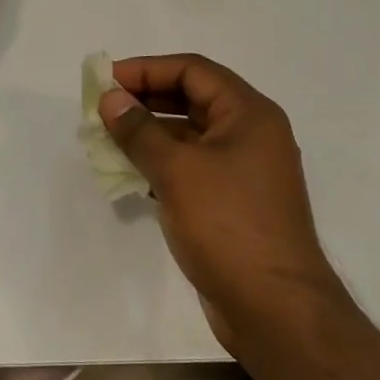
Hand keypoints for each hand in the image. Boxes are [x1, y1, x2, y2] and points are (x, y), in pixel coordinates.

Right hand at [100, 54, 339, 356]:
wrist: (275, 311)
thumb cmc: (228, 225)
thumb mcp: (177, 170)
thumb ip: (139, 131)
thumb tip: (111, 99)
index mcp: (249, 114)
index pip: (193, 70)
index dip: (147, 69)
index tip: (107, 81)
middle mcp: (251, 134)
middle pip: (192, 98)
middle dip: (145, 99)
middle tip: (103, 108)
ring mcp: (243, 171)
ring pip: (189, 135)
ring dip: (149, 133)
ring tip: (107, 139)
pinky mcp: (233, 202)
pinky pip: (192, 167)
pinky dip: (162, 163)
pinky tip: (130, 173)